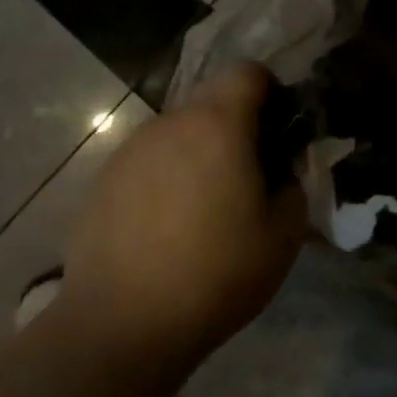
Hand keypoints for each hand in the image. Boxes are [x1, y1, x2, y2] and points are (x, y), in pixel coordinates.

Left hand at [61, 63, 306, 371]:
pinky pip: (148, 161)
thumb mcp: (282, 236)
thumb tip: (280, 170)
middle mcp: (170, 122)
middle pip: (211, 103)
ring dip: (198, 154)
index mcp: (217, 124)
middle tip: (248, 179)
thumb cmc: (216, 274)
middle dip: (236, 128)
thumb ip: (292, 185)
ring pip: (178, 133)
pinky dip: (165, 178)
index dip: (271, 94)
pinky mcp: (104, 178)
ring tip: (203, 210)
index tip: (279, 134)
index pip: (248, 72)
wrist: (122, 323)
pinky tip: (165, 228)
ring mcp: (131, 148)